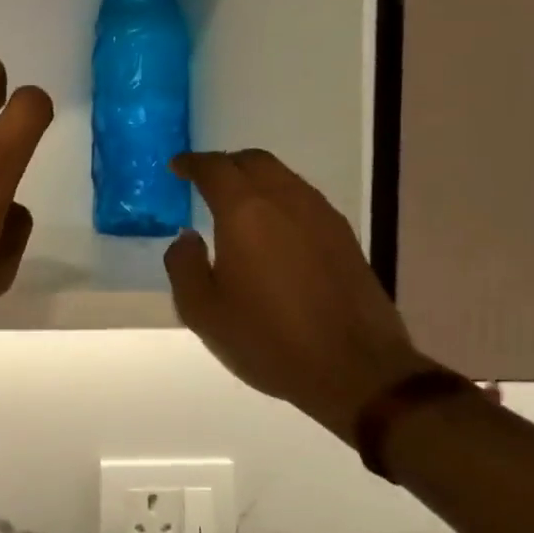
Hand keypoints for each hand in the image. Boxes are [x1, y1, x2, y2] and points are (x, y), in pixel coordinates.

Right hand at [164, 150, 434, 437]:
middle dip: (225, 164)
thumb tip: (188, 238)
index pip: (215, 168)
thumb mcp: (203, 311)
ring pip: (283, 177)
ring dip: (255, 179)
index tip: (176, 168)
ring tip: (236, 204)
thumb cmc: (268, 339)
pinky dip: (279, 199)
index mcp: (246, 213)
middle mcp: (286, 201)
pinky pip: (303, 199)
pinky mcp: (344, 237)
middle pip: (254, 161)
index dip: (192, 163)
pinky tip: (271, 229)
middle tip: (204, 181)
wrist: (356, 371)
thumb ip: (183, 266)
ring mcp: (321, 217)